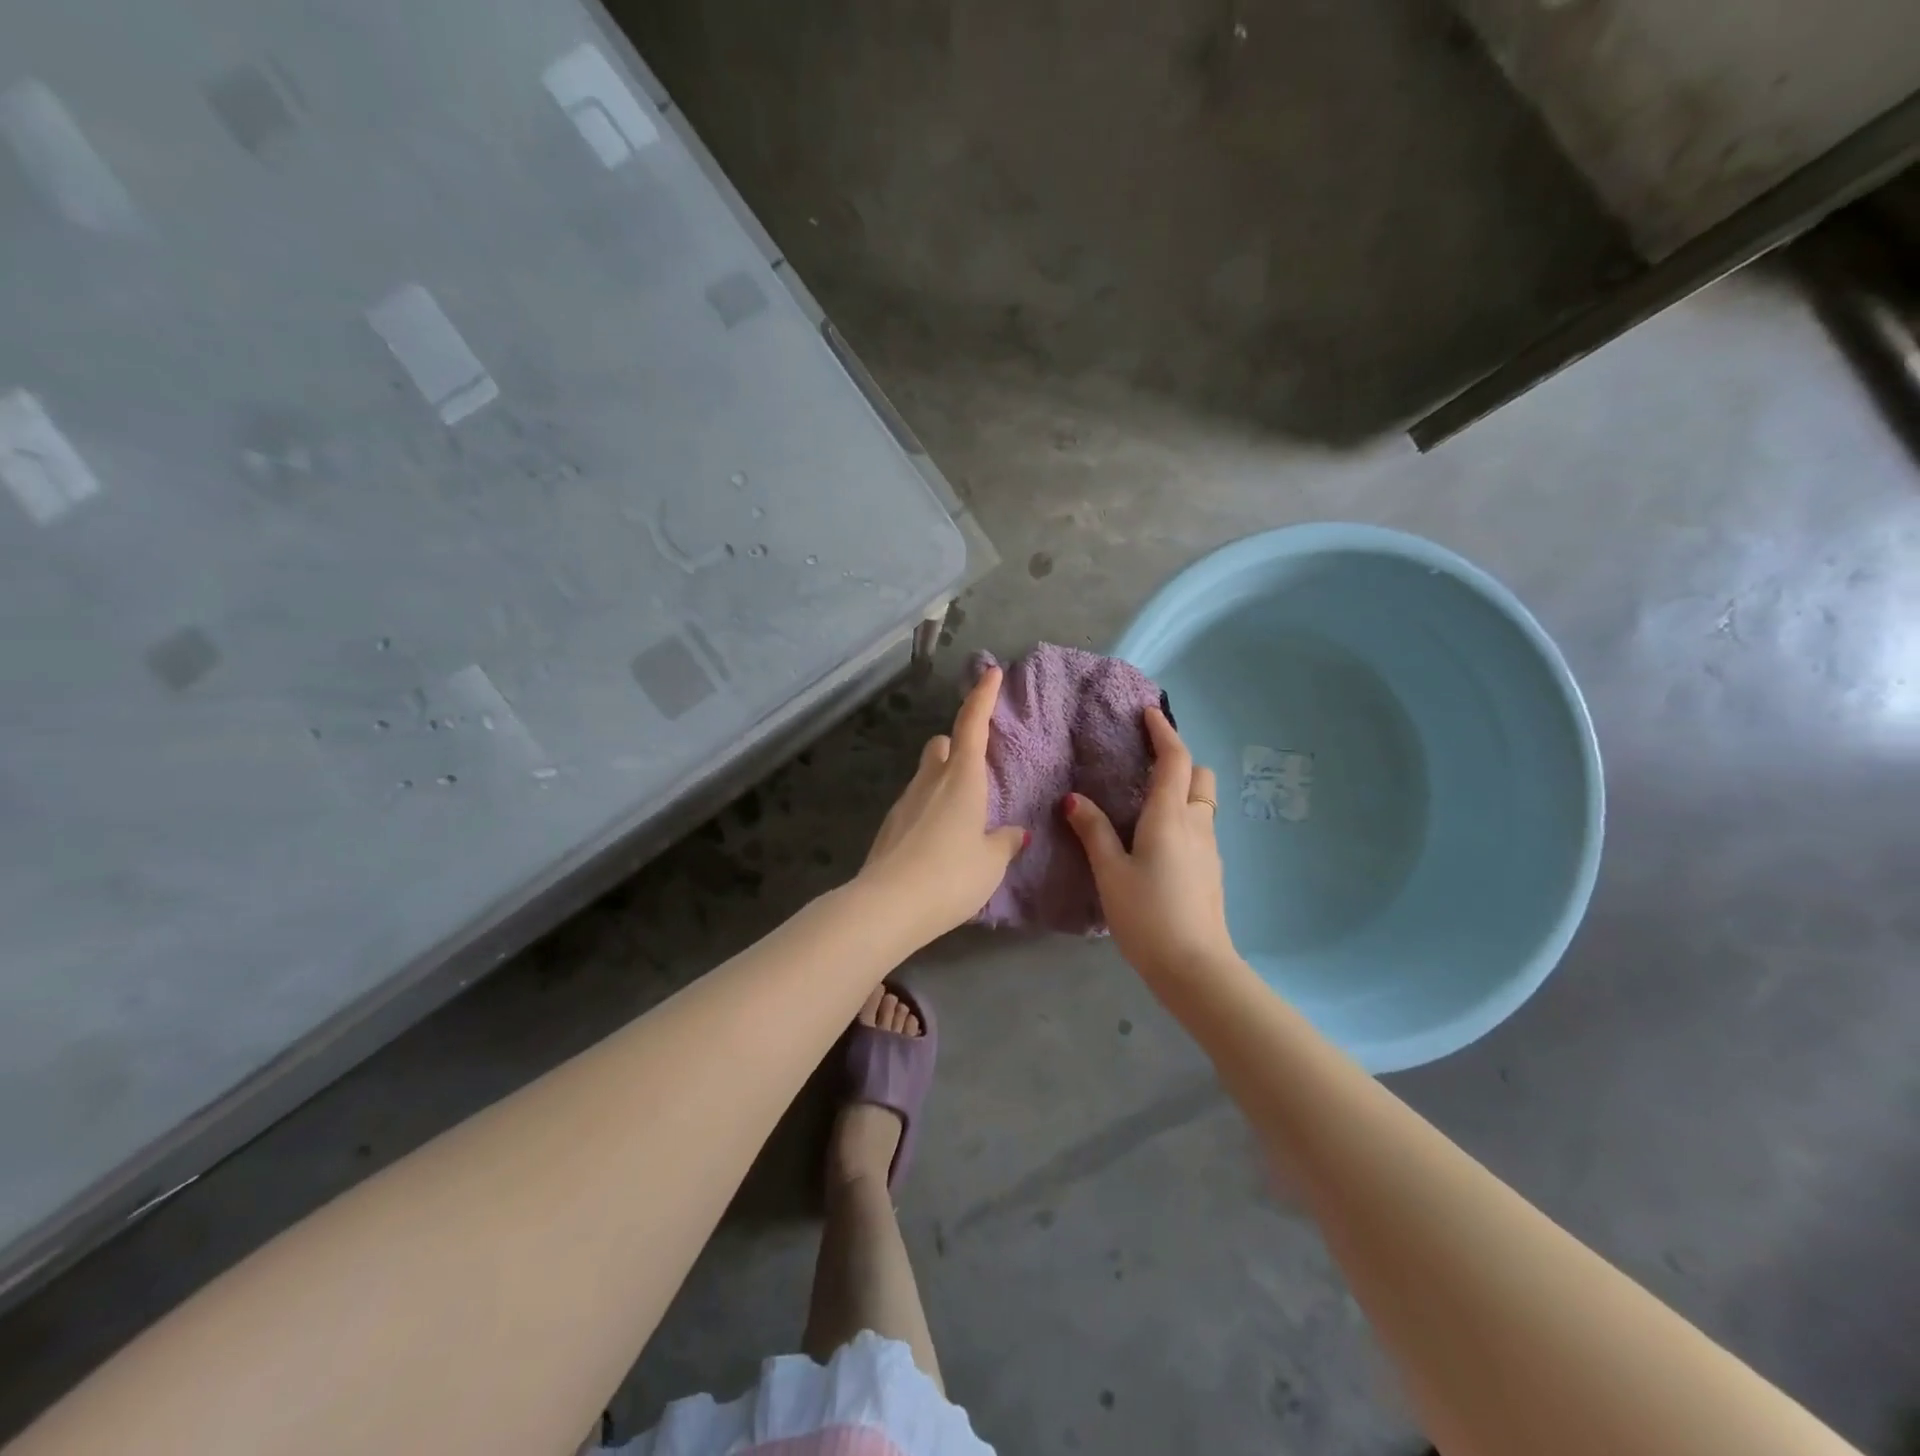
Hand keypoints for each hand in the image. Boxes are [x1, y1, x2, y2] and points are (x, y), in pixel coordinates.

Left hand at [857, 666, 1027, 941]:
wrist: (887, 906)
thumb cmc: (950, 876)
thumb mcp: (991, 863)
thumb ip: (1004, 843)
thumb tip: (1015, 832)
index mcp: (962, 779)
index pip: (972, 725)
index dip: (983, 697)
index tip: (990, 672)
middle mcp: (930, 781)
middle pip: (941, 746)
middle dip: (956, 747)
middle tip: (975, 770)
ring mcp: (904, 802)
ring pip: (925, 776)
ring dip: (942, 783)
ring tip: (963, 820)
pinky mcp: (889, 827)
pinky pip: (915, 805)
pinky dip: (929, 811)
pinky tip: (939, 844)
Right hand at [1063, 707, 1237, 984]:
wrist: (1195, 967)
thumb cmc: (1148, 915)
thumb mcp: (1110, 872)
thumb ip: (1093, 831)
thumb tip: (1074, 798)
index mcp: (1170, 817)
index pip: (1175, 760)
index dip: (1163, 733)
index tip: (1148, 714)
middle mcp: (1197, 825)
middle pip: (1200, 776)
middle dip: (1180, 761)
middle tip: (1147, 764)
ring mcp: (1210, 849)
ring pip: (1203, 803)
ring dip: (1183, 790)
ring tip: (1147, 802)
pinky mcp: (1212, 871)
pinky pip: (1201, 827)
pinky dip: (1184, 817)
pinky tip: (1159, 841)